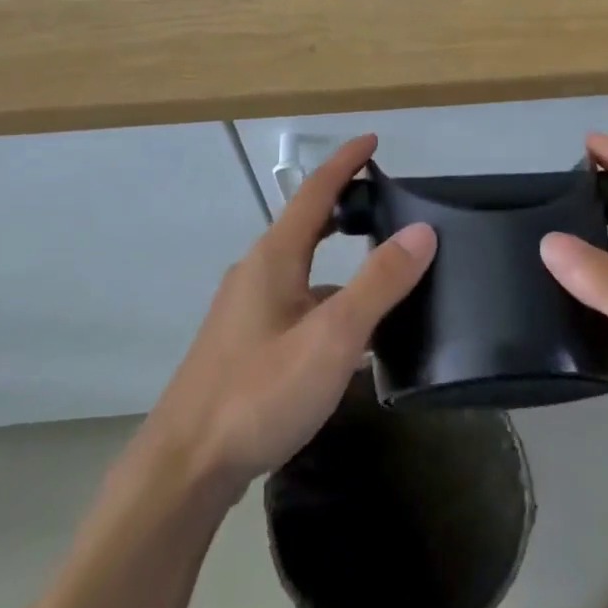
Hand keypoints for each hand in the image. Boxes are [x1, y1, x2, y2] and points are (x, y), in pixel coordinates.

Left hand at [140, 134, 435, 498]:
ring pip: (302, 268)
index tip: (372, 141)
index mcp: (274, 258)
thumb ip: (379, 283)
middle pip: (305, 225)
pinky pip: (295, 302)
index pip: (314, 192)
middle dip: (342, 206)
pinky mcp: (244, 344)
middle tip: (384, 201)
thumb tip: (423, 230)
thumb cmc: (260, 392)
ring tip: (382, 270)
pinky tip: (348, 334)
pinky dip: (327, 299)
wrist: (185, 466)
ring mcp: (246, 310)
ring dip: (338, 258)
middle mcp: (256, 273)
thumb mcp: (332, 336)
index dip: (345, 163)